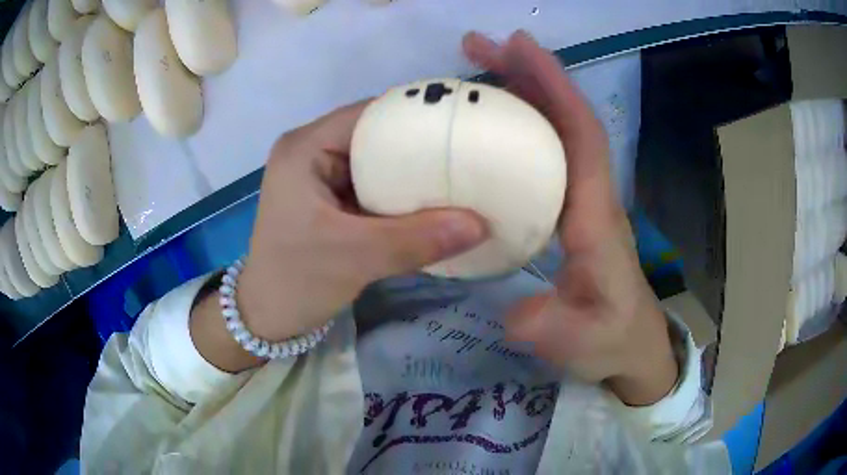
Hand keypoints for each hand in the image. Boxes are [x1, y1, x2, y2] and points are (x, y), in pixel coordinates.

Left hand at [237, 103, 487, 342]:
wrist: (268, 317)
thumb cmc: (296, 282)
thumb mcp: (356, 259)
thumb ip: (417, 239)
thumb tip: (480, 224)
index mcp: (304, 148)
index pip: (367, 114)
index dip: (414, 115)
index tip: (459, 127)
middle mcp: (310, 150)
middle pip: (373, 133)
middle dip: (417, 144)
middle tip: (464, 154)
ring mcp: (318, 174)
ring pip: (375, 159)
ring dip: (410, 170)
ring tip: (456, 174)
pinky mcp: (327, 197)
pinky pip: (371, 183)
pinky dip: (399, 191)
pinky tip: (429, 200)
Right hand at [463, 31, 677, 405]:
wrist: (631, 345)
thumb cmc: (611, 339)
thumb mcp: (580, 342)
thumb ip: (550, 327)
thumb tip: (513, 308)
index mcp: (596, 215)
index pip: (581, 135)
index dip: (554, 86)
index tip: (517, 46)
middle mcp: (591, 193)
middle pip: (566, 117)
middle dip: (527, 73)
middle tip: (476, 47)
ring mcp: (581, 198)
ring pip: (555, 129)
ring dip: (521, 92)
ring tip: (476, 70)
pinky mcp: (569, 207)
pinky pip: (545, 153)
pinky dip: (520, 125)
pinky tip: (490, 123)